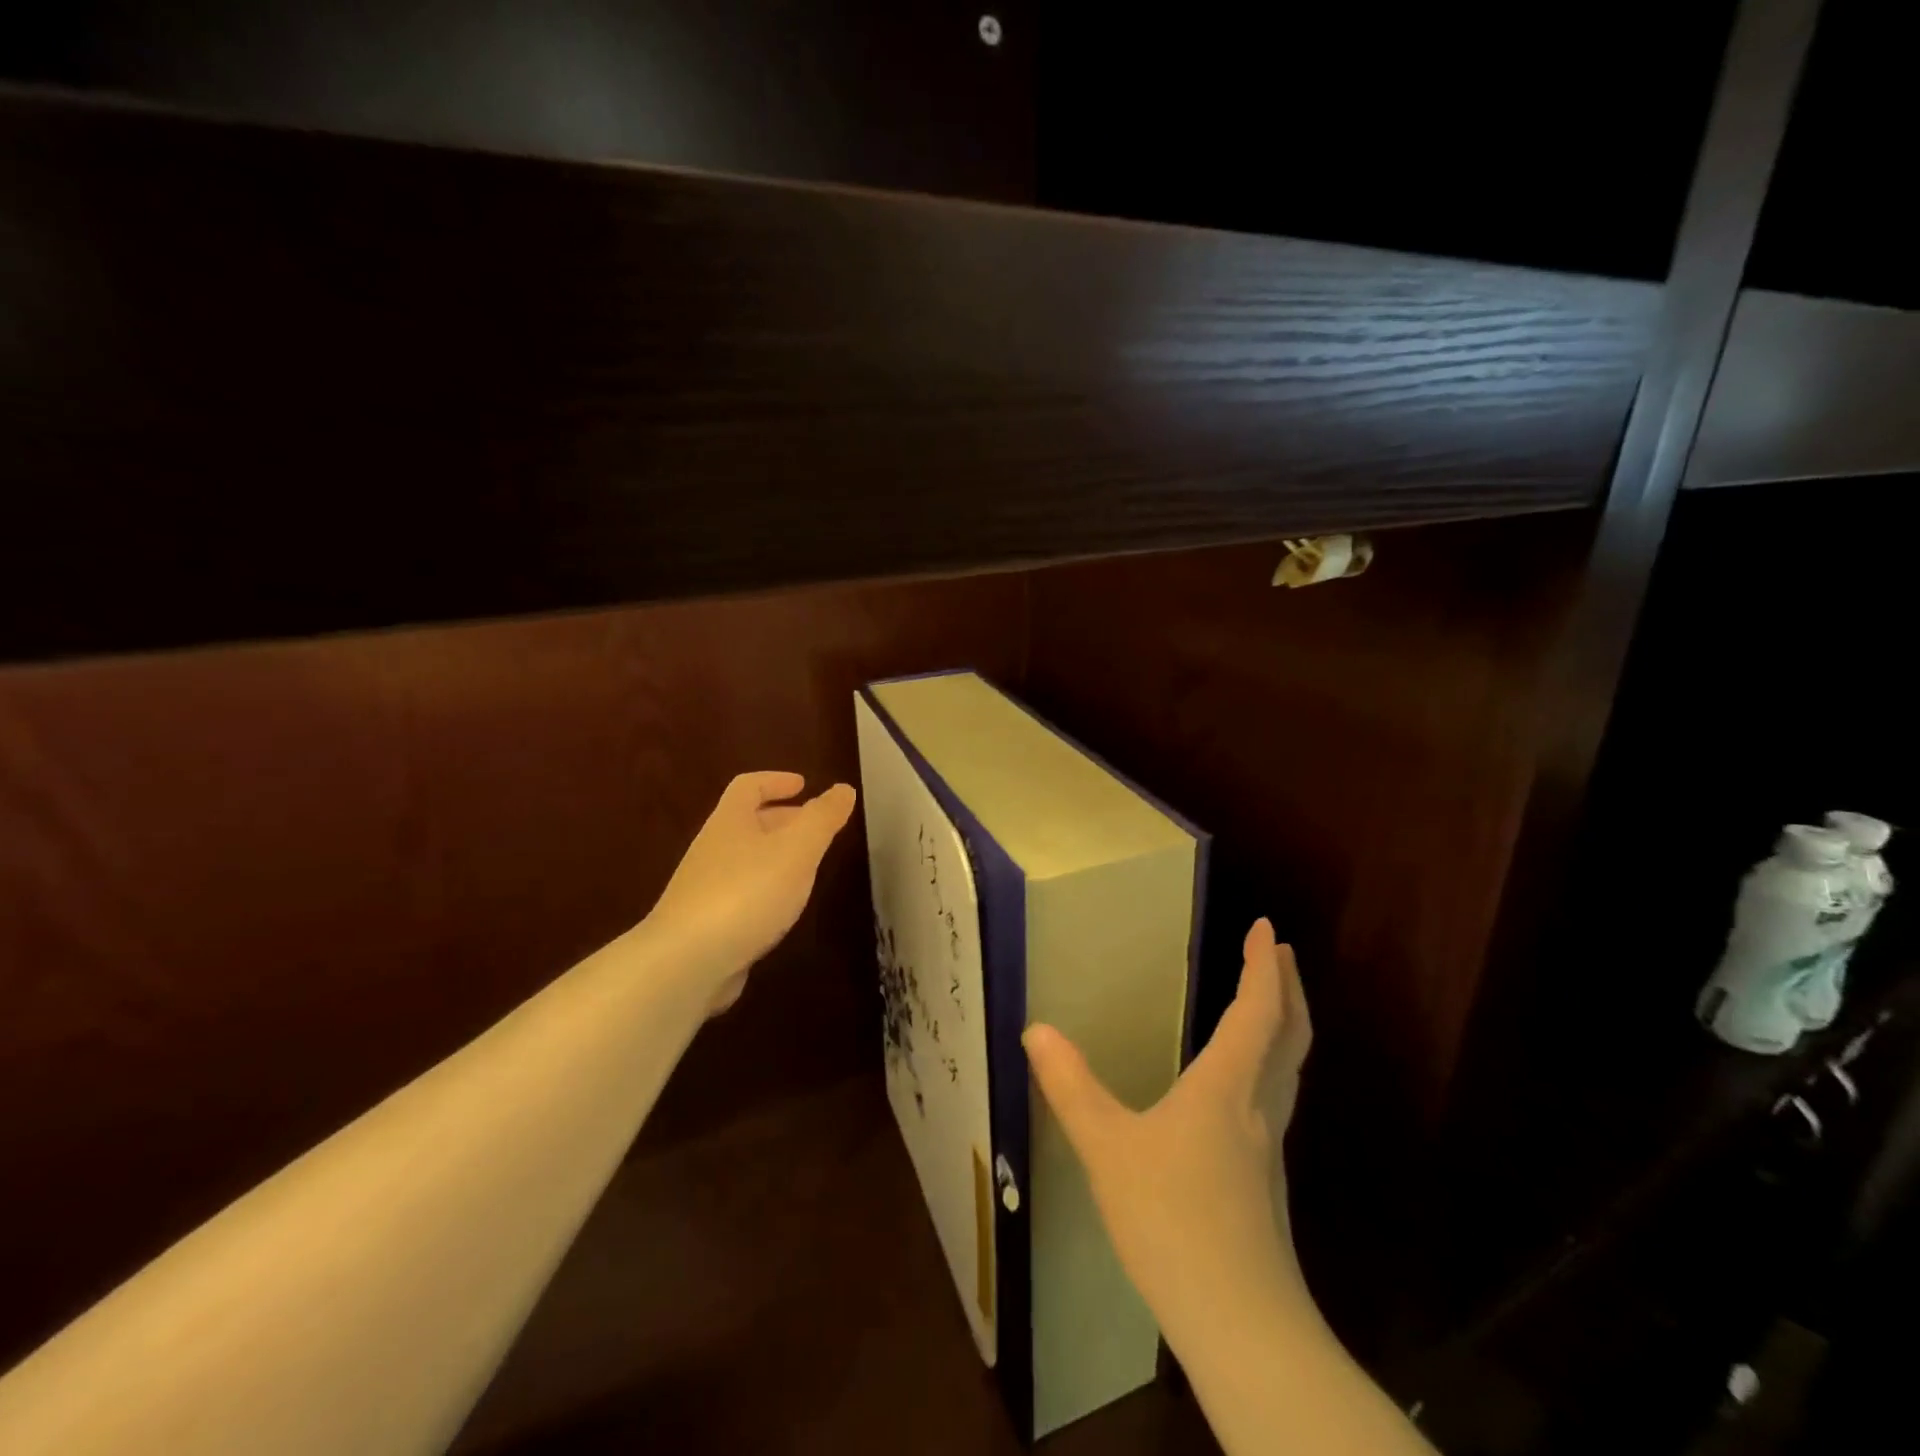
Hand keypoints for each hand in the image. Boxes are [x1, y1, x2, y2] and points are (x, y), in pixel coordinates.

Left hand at [648, 772, 857, 1012]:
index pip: (748, 787)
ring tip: (808, 869)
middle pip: (747, 823)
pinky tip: (783, 910)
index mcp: (730, 822)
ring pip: (746, 860)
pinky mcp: (706, 926)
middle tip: (816, 828)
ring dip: (777, 858)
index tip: (804, 784)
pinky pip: (741, 895)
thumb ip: (822, 819)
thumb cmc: (746, 893)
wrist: (685, 964)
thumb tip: (843, 789)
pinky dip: (766, 892)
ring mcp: (705, 889)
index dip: (775, 781)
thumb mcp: (796, 850)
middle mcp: (713, 850)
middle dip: (783, 820)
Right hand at [1022, 919, 1311, 1337]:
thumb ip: (1071, 1086)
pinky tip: (1240, 1085)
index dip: (1261, 967)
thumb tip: (1036, 1030)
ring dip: (1284, 1025)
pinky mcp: (1264, 1183)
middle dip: (1287, 988)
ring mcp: (1267, 1149)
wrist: (1241, 1326)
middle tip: (1278, 952)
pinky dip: (1269, 1065)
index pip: (1256, 1012)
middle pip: (1289, 1035)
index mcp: (1227, 1087)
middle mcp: (1257, 1109)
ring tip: (1266, 1004)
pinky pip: (1275, 1099)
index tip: (1265, 928)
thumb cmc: (1173, 1220)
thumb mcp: (1107, 1148)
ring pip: (1289, 1070)